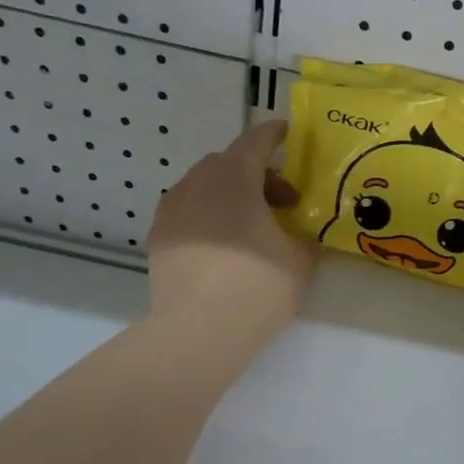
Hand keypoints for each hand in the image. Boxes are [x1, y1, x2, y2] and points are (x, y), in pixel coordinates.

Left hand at [147, 120, 315, 348]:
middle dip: (257, 174)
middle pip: (228, 164)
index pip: (256, 142)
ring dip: (230, 194)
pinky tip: (223, 244)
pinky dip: (208, 215)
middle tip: (282, 202)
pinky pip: (187, 212)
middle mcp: (197, 184)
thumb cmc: (257, 286)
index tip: (286, 132)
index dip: (274, 134)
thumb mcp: (300, 259)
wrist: (199, 332)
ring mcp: (171, 211)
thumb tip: (302, 235)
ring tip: (251, 224)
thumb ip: (304, 237)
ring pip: (204, 187)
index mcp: (234, 178)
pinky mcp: (158, 238)